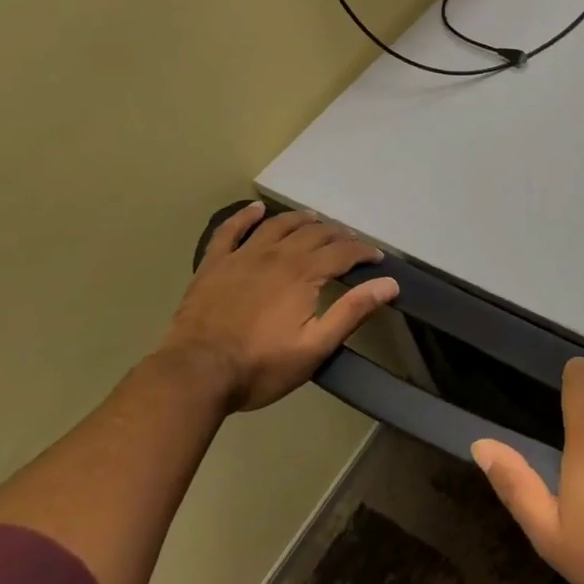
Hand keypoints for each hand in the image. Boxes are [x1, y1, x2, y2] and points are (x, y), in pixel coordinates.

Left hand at [161, 202, 398, 412]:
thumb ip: (352, 312)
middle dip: (337, 235)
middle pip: (314, 234)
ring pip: (278, 225)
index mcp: (304, 274)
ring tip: (313, 219)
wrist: (195, 374)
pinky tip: (255, 209)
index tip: (377, 258)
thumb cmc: (260, 366)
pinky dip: (244, 216)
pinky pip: (230, 231)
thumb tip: (389, 284)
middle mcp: (277, 255)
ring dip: (300, 220)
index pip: (343, 253)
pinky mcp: (214, 265)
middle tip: (349, 242)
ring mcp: (243, 256)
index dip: (364, 253)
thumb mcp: (315, 347)